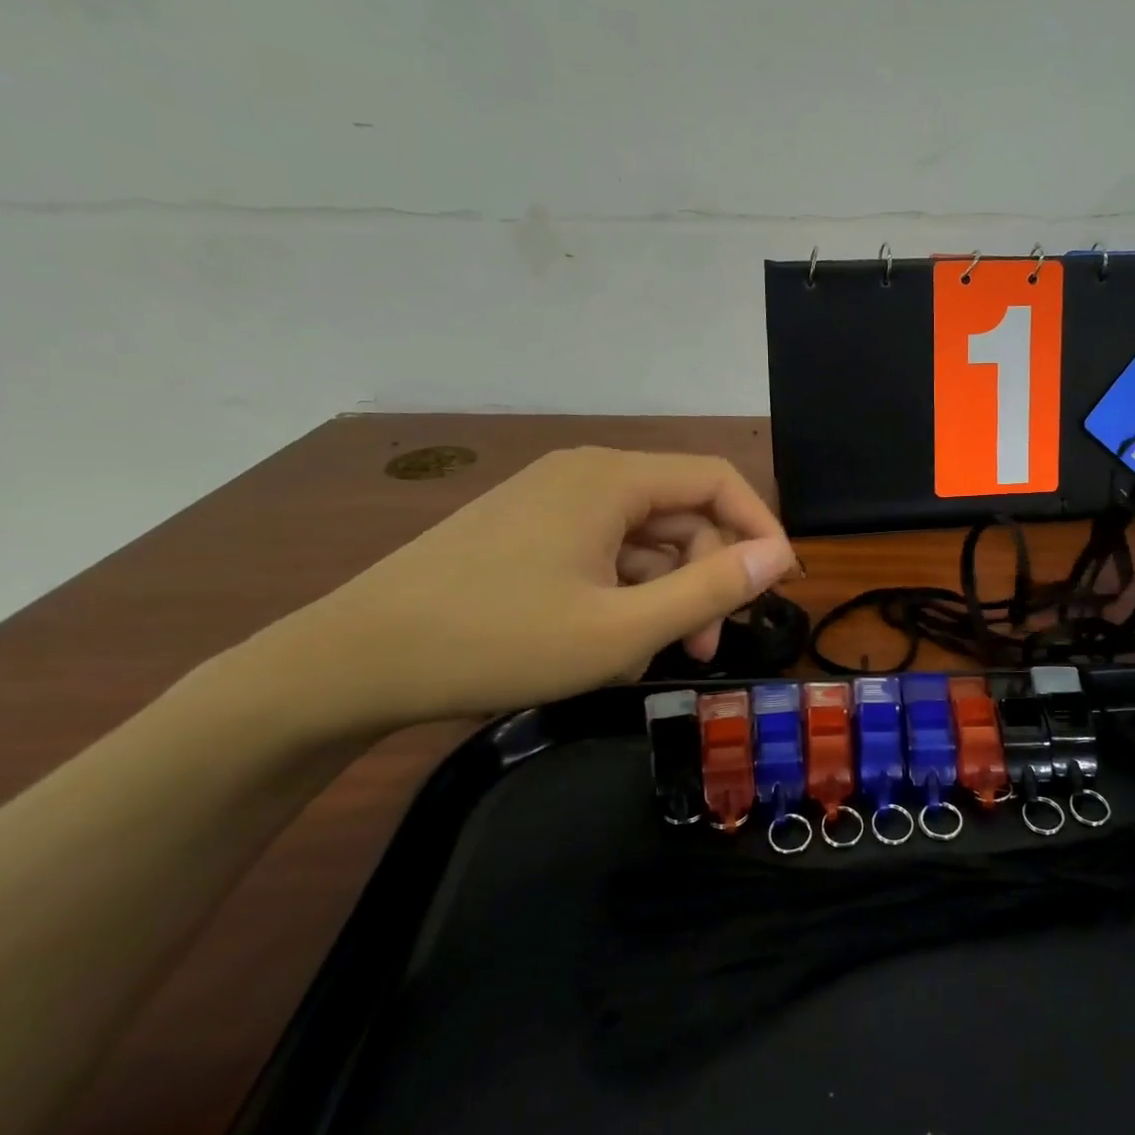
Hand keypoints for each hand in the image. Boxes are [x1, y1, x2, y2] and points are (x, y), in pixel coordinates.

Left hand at [258, 448, 794, 735]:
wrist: (355, 661)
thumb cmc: (499, 642)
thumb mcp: (623, 629)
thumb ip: (711, 590)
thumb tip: (779, 556)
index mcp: (613, 479)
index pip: (718, 481)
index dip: (759, 529)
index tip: (776, 587)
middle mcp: (587, 474)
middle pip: (682, 511)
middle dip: (707, 575)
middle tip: (706, 646)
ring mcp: (552, 500)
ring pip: (643, 536)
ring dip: (665, 591)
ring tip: (651, 654)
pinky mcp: (529, 529)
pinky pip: (604, 550)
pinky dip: (624, 591)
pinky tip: (609, 641)